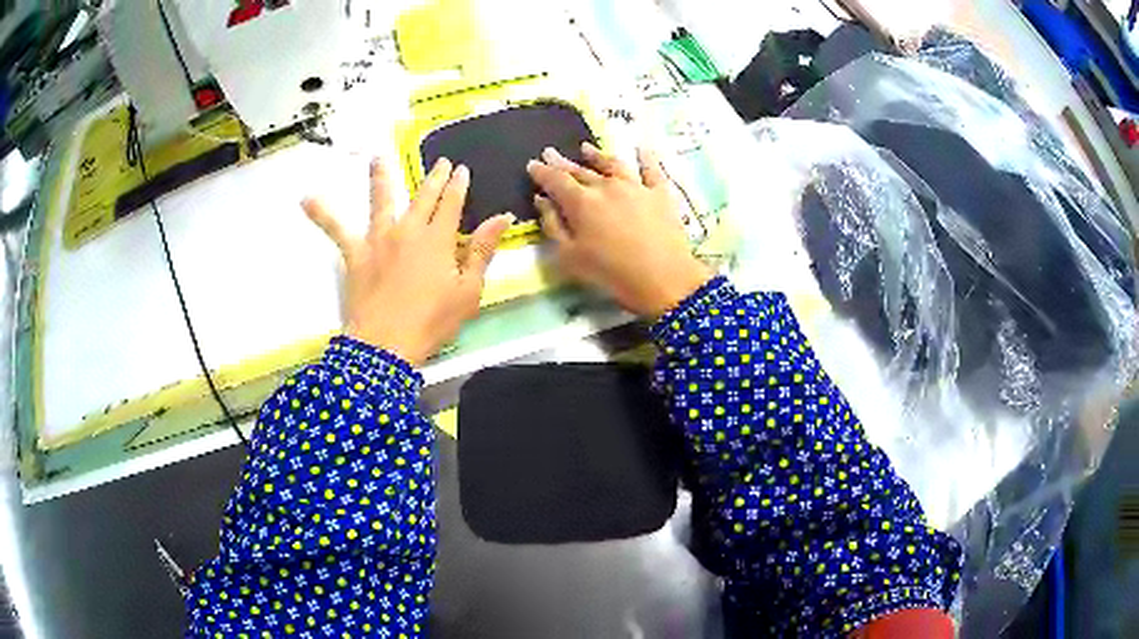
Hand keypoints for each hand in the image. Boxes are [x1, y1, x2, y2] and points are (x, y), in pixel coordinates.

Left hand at [303, 158, 513, 366]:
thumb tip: (502, 216)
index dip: (458, 185)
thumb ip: (483, 250)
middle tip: (441, 162)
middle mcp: (408, 229)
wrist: (387, 344)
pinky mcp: (355, 253)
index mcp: (438, 238)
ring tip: (377, 157)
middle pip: (423, 196)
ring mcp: (378, 238)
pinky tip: (305, 199)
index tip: (461, 169)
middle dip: (434, 177)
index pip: (451, 203)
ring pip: (381, 200)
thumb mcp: (468, 290)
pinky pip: (336, 230)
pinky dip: (321, 214)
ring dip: (380, 176)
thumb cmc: (433, 321)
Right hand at [527, 143, 712, 318]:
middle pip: (580, 171)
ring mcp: (635, 186)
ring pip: (612, 164)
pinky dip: (645, 158)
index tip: (532, 164)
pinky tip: (642, 149)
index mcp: (580, 202)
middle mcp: (606, 186)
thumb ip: (552, 225)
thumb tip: (541, 199)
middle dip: (562, 163)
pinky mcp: (660, 193)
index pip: (555, 180)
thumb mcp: (569, 257)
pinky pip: (651, 170)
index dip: (542, 172)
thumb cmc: (610, 273)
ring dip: (596, 155)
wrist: (664, 278)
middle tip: (550, 153)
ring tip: (586, 148)